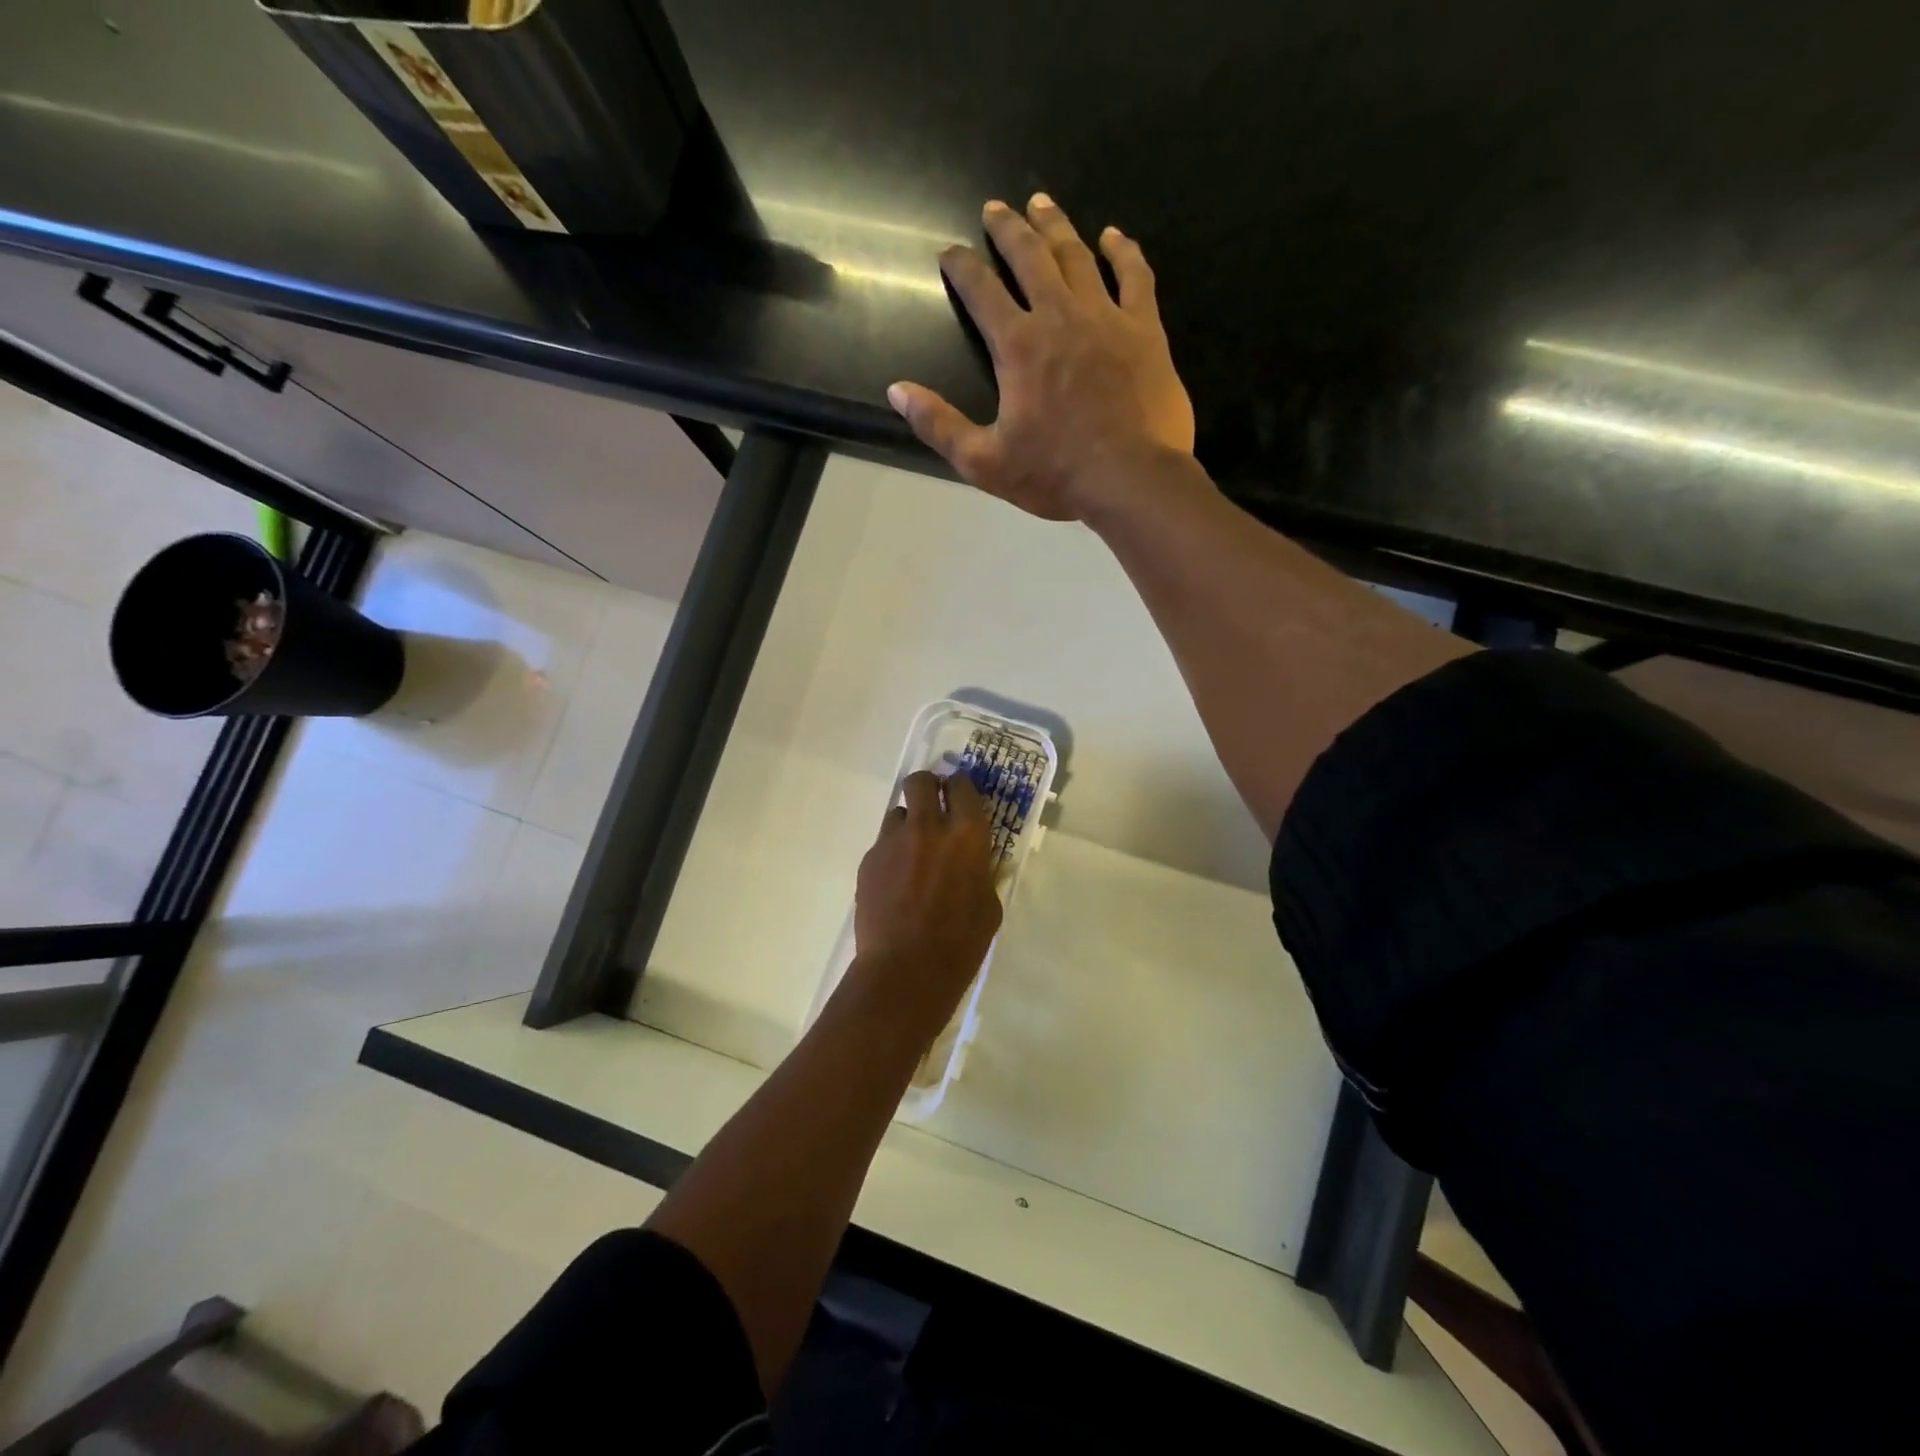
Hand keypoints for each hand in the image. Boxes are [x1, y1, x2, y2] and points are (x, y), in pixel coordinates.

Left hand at [849, 771, 1002, 1037]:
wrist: (906, 969)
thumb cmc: (960, 943)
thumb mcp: (989, 907)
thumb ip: (982, 873)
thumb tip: (977, 862)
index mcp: (967, 834)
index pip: (962, 786)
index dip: (960, 787)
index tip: (960, 795)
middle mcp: (928, 826)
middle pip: (921, 782)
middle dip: (927, 787)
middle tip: (932, 806)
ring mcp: (893, 841)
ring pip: (898, 812)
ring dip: (908, 824)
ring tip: (912, 853)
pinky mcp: (869, 859)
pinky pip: (882, 844)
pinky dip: (891, 854)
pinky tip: (896, 882)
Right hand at [887, 194, 1195, 522]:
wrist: (1130, 480)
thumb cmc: (1055, 475)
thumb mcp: (984, 462)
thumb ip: (939, 424)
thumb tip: (897, 391)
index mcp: (1018, 346)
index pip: (981, 291)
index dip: (961, 267)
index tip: (949, 251)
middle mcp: (1059, 316)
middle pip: (1029, 257)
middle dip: (1007, 230)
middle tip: (995, 207)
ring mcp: (1106, 317)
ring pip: (1077, 256)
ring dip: (1055, 226)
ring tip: (1041, 203)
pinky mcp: (1144, 330)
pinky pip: (1134, 276)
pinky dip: (1123, 251)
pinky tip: (1113, 236)